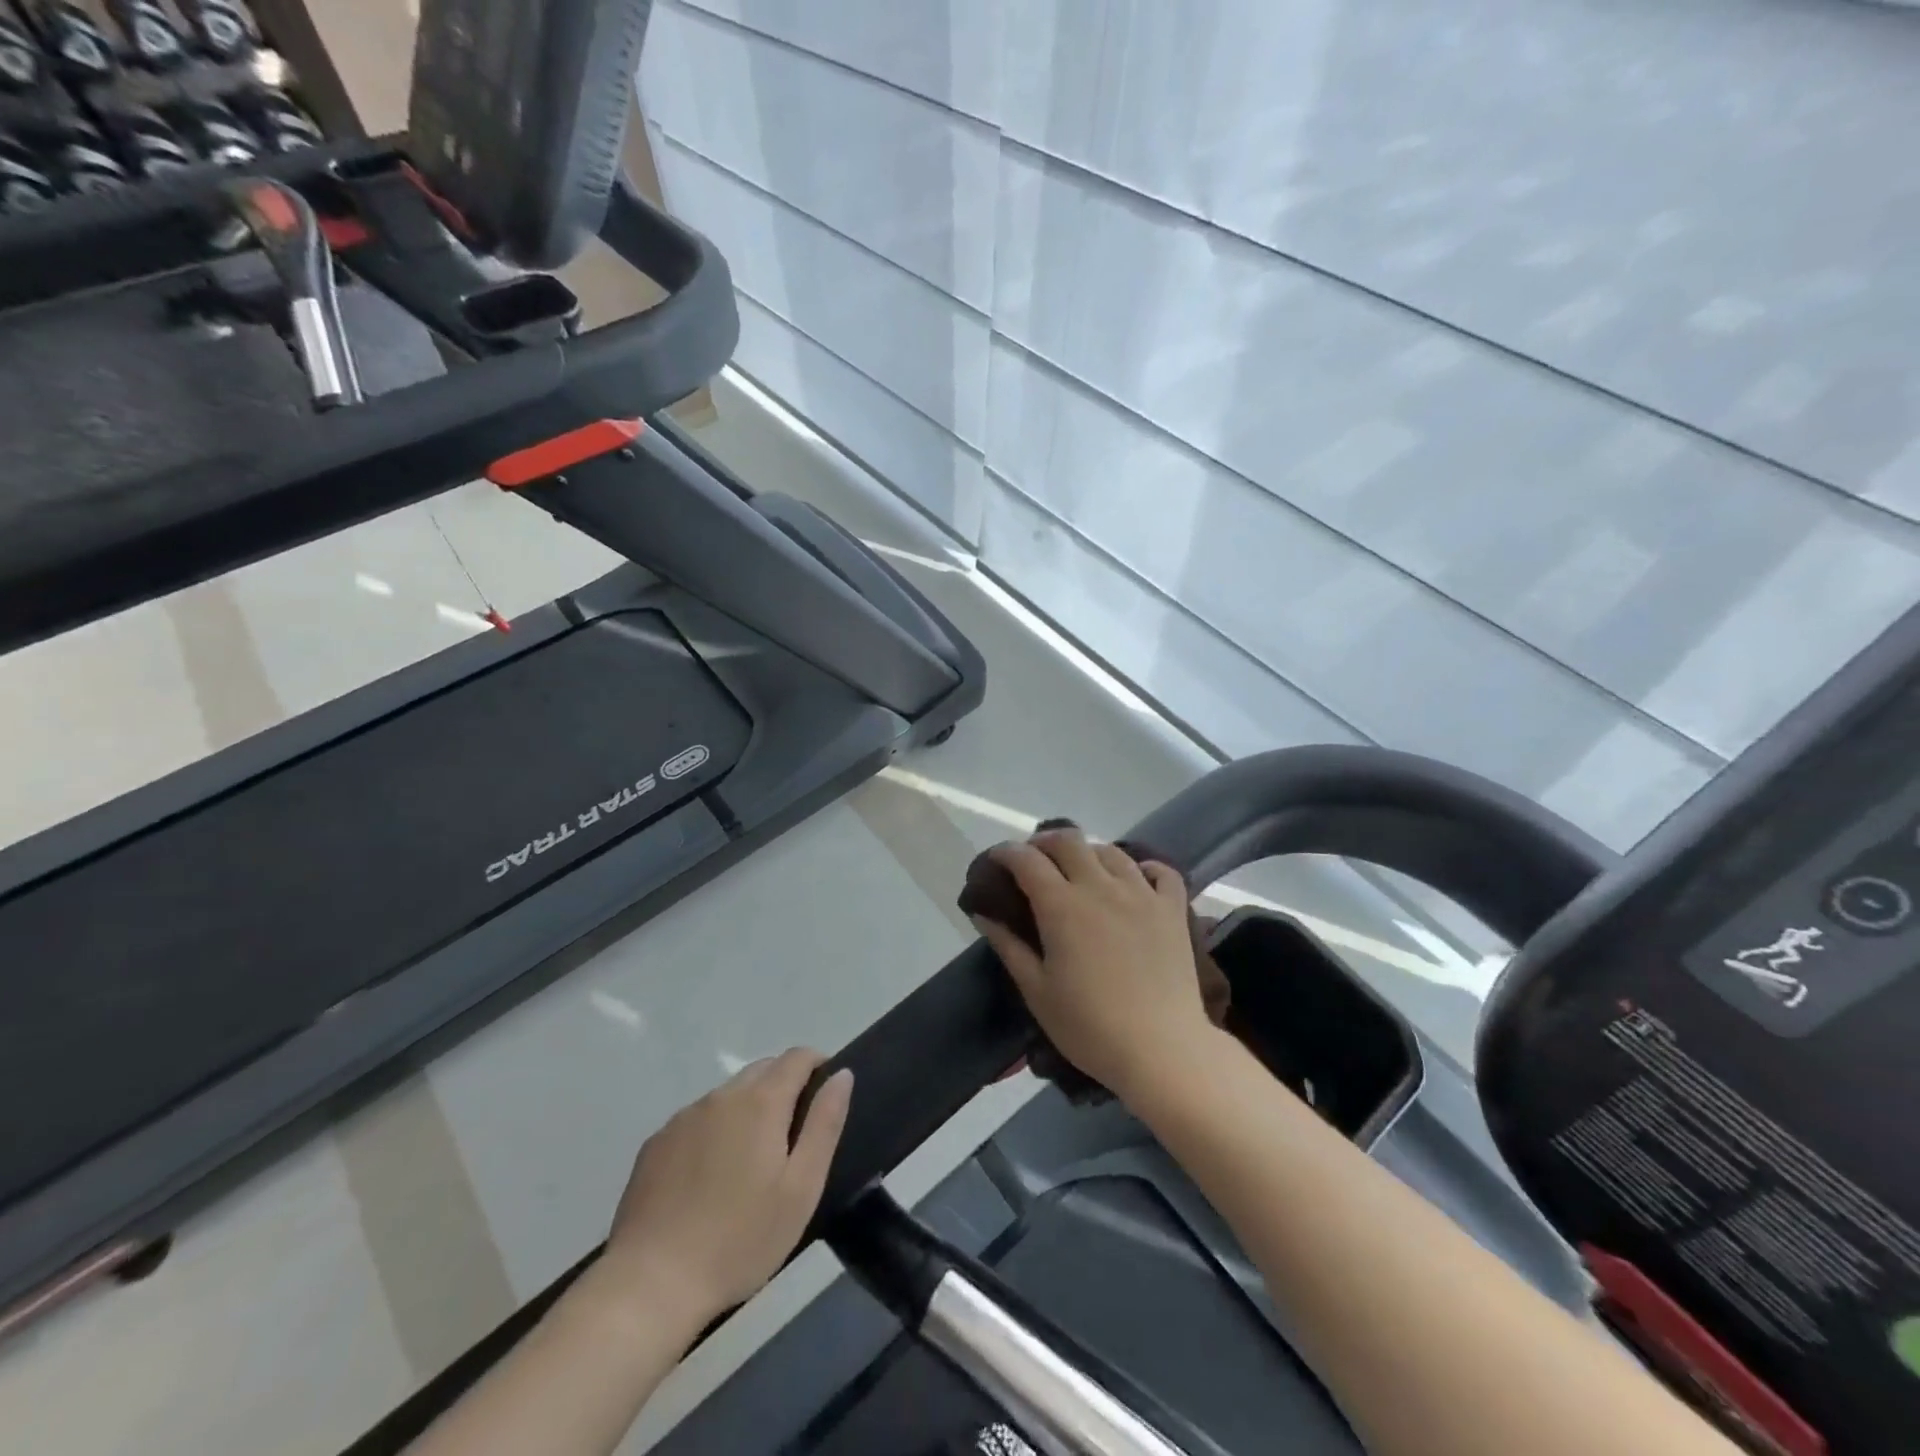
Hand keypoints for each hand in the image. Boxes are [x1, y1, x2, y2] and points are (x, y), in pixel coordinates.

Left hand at [600, 1049, 852, 1325]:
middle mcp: (721, 1096)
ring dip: (747, 1111)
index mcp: (761, 1102)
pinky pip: (697, 1121)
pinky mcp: (656, 1144)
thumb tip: (841, 1075)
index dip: (817, 1065)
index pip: (797, 1057)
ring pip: (728, 1096)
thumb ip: (824, 1124)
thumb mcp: (801, 1188)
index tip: (825, 1094)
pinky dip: (713, 1133)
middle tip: (792, 1138)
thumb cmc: (740, 1240)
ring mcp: (683, 1118)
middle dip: (784, 1087)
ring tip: (749, 1164)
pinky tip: (709, 1180)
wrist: (650, 1285)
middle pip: (762, 1070)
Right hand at [972, 827, 1214, 1101]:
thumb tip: (983, 912)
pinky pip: (1161, 871)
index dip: (1005, 853)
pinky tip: (1135, 879)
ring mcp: (1141, 893)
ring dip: (1087, 852)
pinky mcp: (1172, 908)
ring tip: (1080, 870)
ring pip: (1111, 851)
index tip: (995, 860)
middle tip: (1034, 861)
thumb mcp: (1037, 991)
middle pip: (1069, 841)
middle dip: (1044, 842)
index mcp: (1062, 905)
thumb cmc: (1089, 1027)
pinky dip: (1144, 867)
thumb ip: (1008, 945)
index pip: (1026, 860)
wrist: (1162, 1050)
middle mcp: (1101, 886)